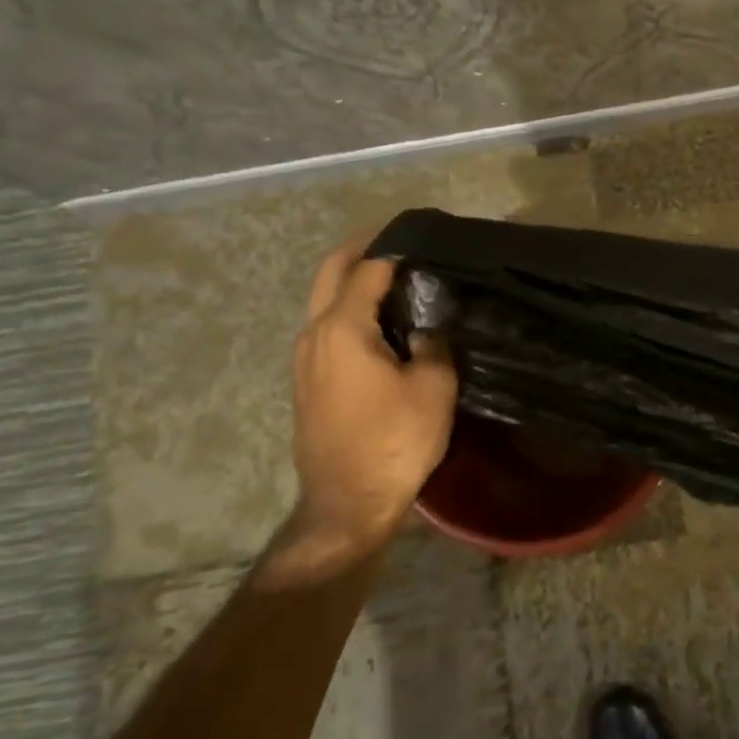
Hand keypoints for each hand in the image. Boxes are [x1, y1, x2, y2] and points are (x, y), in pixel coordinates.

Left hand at [258, 233, 458, 586]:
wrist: (348, 502)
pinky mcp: (308, 382)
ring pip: (323, 302)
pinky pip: (326, 329)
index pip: (367, 270)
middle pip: (330, 274)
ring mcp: (304, 360)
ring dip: (350, 282)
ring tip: (392, 279)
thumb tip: (425, 329)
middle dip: (359, 251)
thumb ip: (433, 344)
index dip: (393, 248)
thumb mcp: (433, 387)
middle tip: (394, 241)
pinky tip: (378, 322)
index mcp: (342, 328)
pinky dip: (347, 310)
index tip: (420, 236)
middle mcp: (314, 334)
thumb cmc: (394, 440)